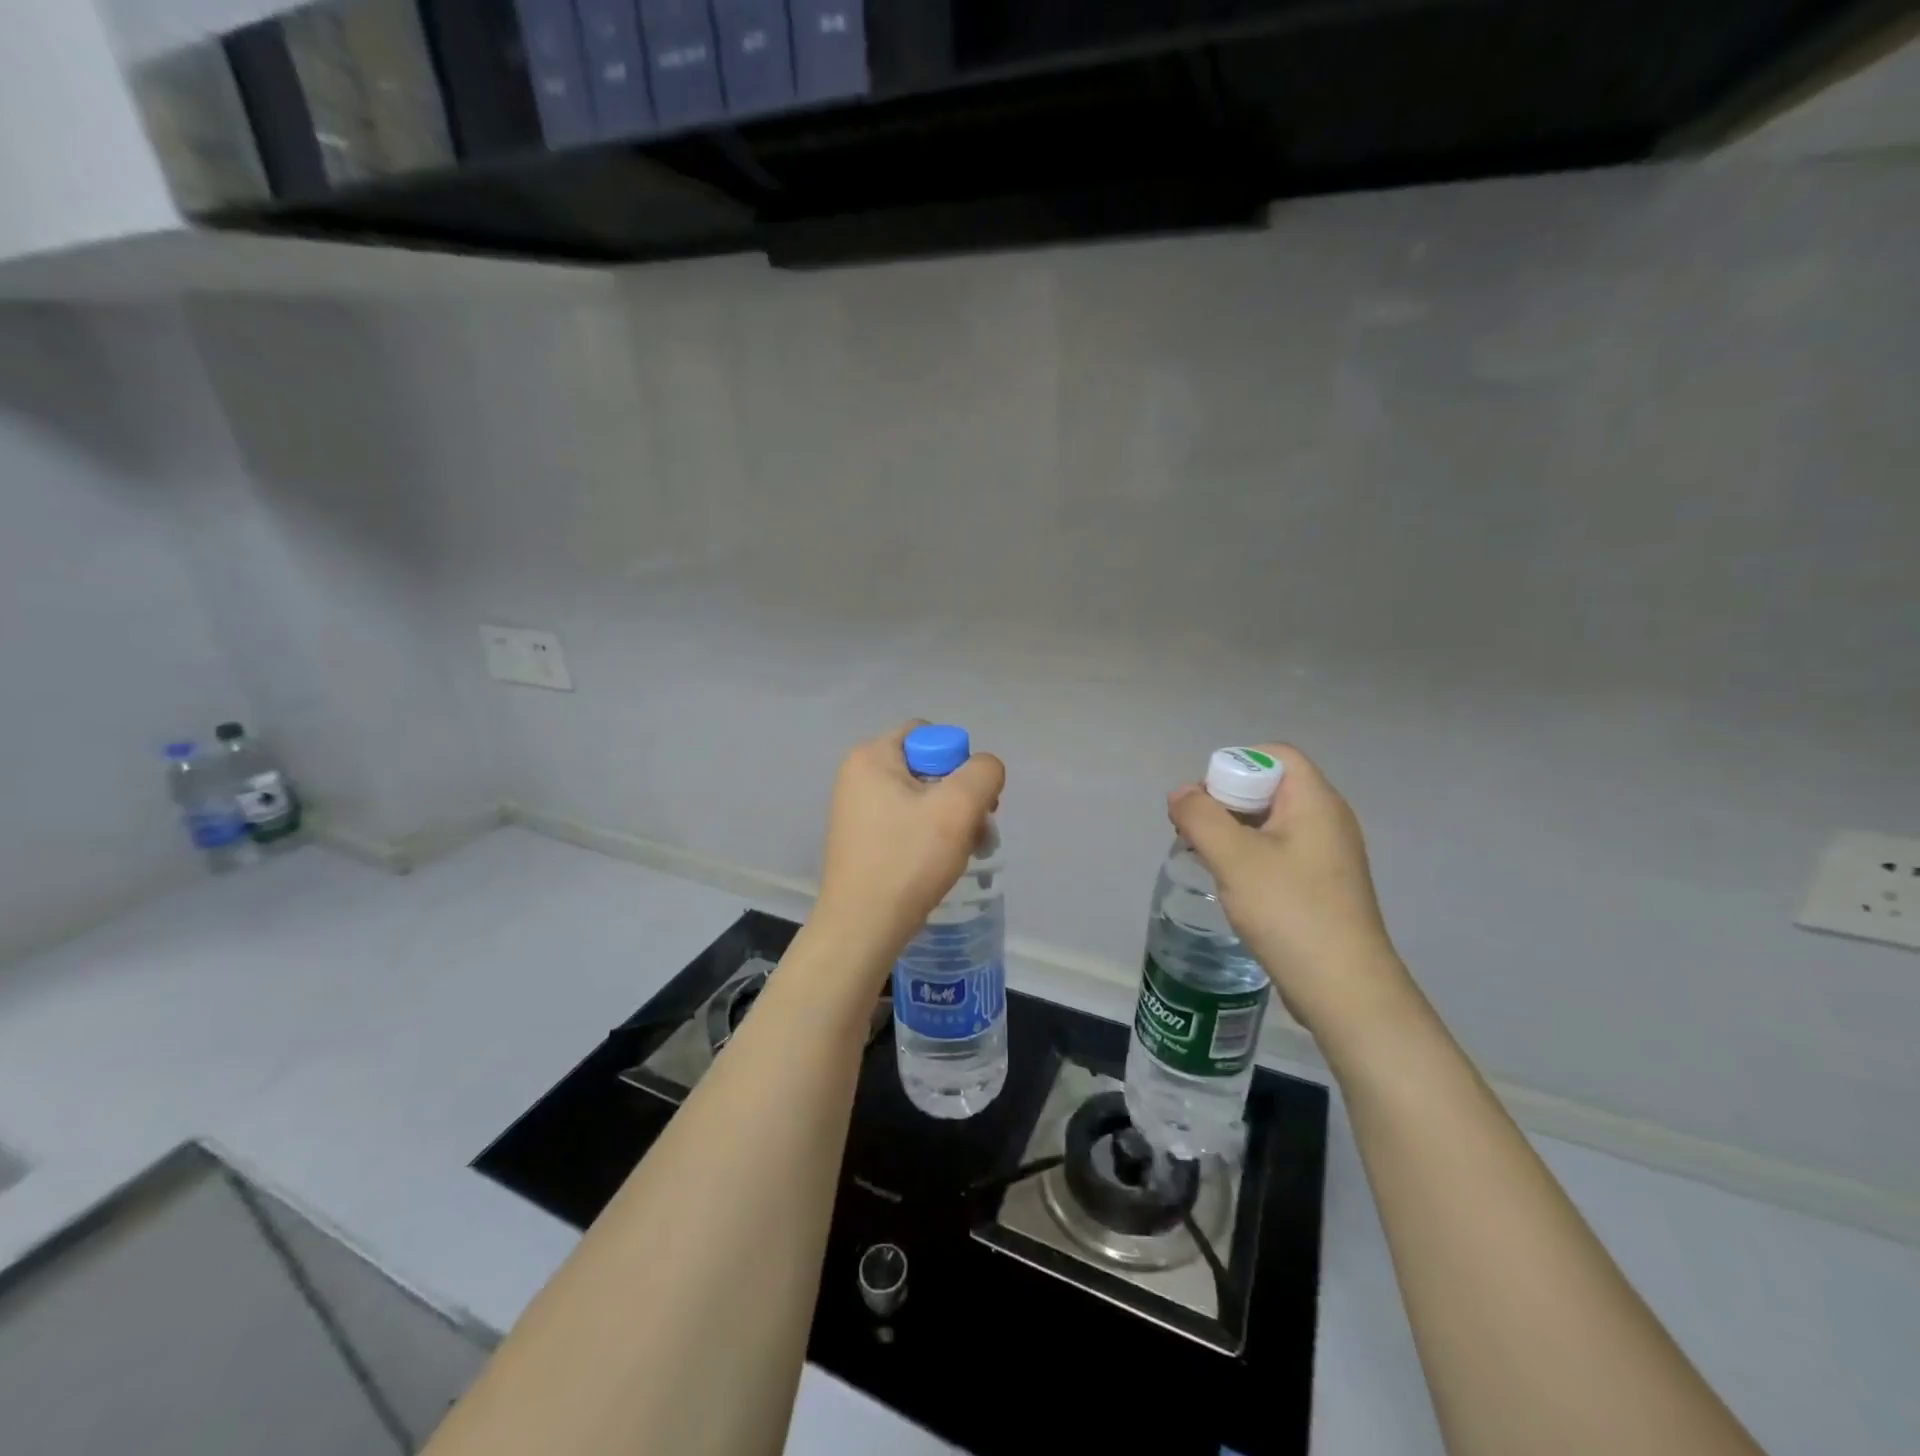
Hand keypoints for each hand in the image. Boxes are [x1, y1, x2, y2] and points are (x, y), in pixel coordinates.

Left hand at [812, 722, 1005, 978]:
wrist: (862, 927)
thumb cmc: (907, 860)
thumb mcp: (957, 807)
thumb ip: (983, 773)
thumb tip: (984, 770)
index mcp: (871, 756)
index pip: (930, 735)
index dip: (959, 763)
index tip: (970, 802)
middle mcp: (858, 775)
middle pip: (928, 767)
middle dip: (960, 796)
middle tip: (976, 830)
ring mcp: (856, 809)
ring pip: (922, 799)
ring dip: (950, 821)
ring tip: (964, 852)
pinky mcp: (861, 839)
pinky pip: (906, 823)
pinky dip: (929, 838)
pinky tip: (941, 864)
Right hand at [1169, 744, 1410, 1039]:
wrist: (1345, 989)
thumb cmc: (1290, 911)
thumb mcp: (1234, 858)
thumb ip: (1200, 816)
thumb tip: (1180, 793)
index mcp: (1315, 802)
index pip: (1275, 755)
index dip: (1234, 764)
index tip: (1204, 800)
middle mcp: (1327, 820)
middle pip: (1270, 786)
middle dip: (1226, 800)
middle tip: (1194, 830)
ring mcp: (1327, 855)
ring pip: (1271, 822)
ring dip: (1232, 831)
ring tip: (1204, 856)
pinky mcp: (1321, 886)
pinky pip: (1279, 852)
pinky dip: (1249, 856)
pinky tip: (1230, 883)